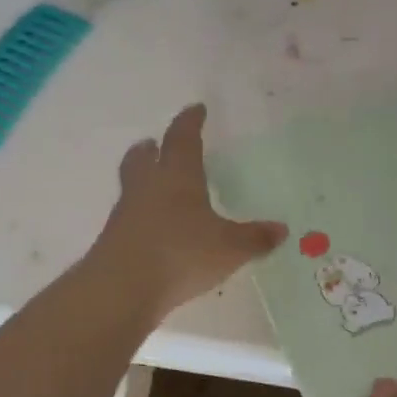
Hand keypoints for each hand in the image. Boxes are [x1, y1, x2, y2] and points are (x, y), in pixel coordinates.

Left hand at [90, 104, 285, 318]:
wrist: (123, 287)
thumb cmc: (181, 254)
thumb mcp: (229, 248)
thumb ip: (255, 238)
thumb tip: (281, 230)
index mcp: (177, 176)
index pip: (183, 139)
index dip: (190, 122)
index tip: (196, 109)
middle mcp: (147, 187)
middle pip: (143, 157)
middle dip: (152, 148)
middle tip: (156, 144)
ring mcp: (126, 213)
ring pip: (132, 185)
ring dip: (142, 179)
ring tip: (156, 187)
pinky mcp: (114, 240)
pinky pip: (129, 217)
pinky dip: (141, 215)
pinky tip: (154, 230)